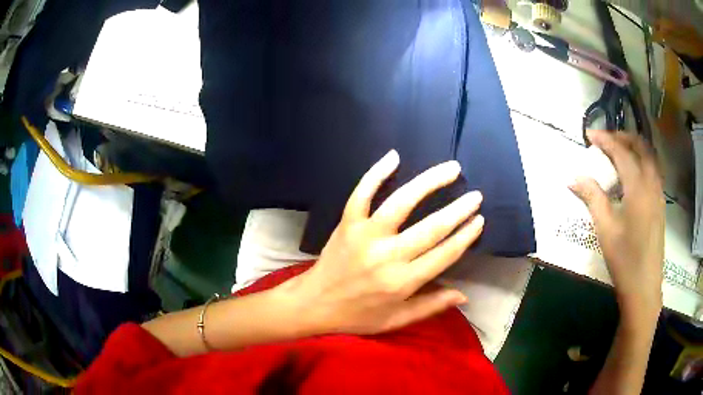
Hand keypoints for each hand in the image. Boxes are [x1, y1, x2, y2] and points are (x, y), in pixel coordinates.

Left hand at [280, 150, 483, 334]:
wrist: (314, 304)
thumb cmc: (357, 315)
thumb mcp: (395, 320)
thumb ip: (431, 306)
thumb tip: (465, 296)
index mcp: (402, 282)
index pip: (444, 254)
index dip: (465, 236)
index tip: (479, 220)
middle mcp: (387, 256)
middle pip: (431, 227)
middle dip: (458, 210)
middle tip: (475, 195)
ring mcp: (365, 235)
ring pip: (402, 202)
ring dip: (430, 183)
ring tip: (451, 169)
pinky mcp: (347, 223)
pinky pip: (362, 193)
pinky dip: (376, 173)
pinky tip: (394, 157)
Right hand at [569, 130, 663, 318]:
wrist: (644, 288)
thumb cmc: (624, 260)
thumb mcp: (605, 230)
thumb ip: (592, 198)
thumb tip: (573, 177)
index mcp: (638, 187)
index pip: (621, 152)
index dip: (605, 139)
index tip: (589, 134)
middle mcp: (652, 184)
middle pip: (641, 146)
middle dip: (623, 137)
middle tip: (606, 140)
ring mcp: (658, 194)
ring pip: (650, 157)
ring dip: (635, 147)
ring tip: (620, 152)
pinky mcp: (660, 205)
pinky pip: (653, 171)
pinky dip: (642, 161)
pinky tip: (633, 176)